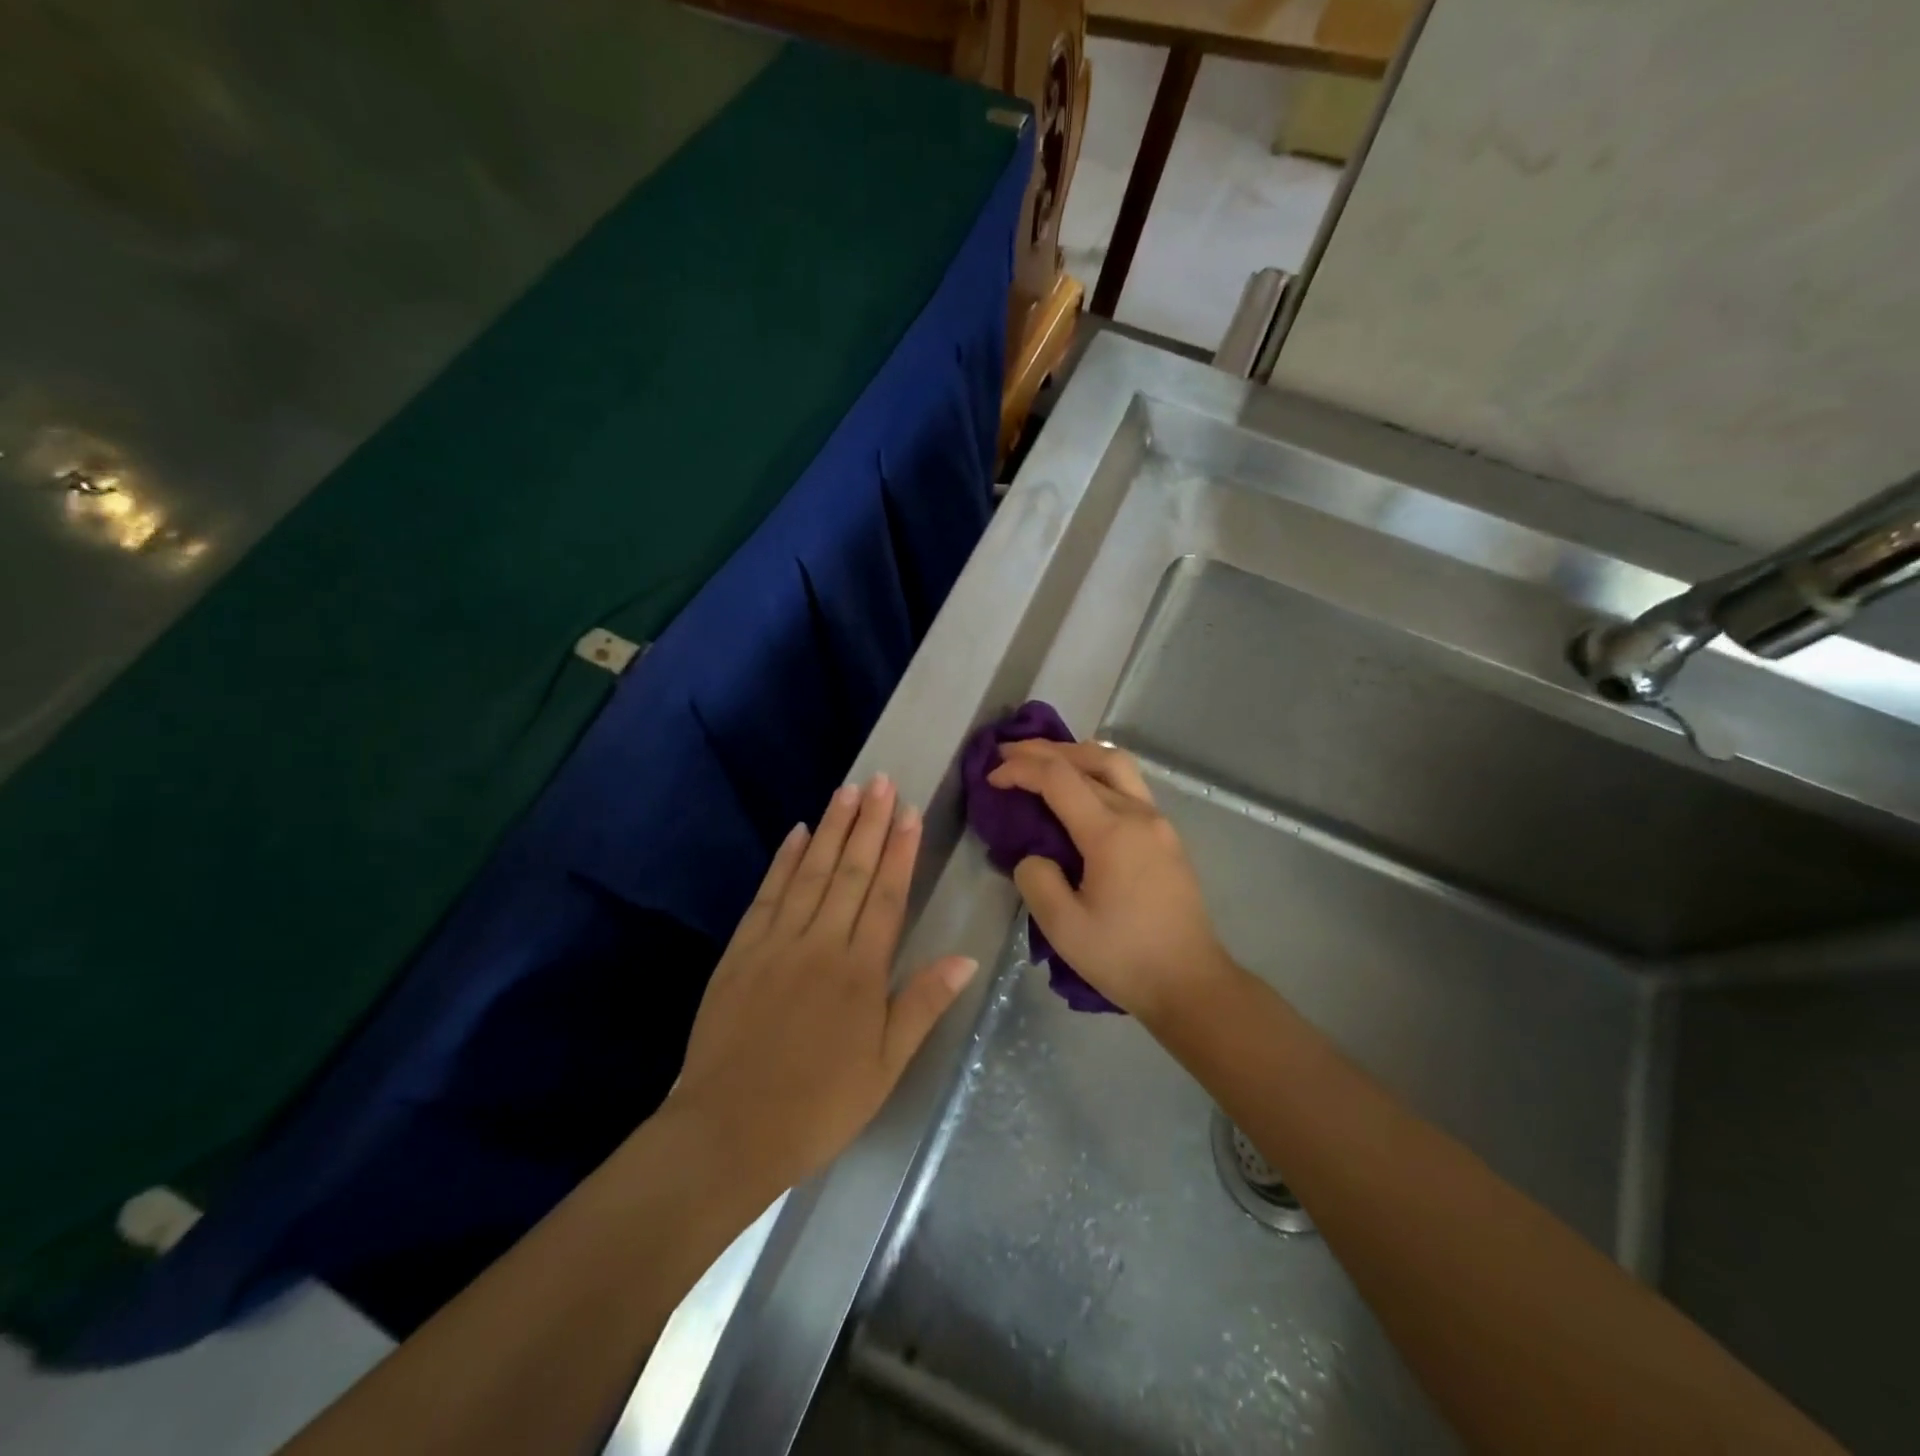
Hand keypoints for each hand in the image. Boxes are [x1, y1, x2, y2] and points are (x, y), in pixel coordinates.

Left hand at [666, 775, 977, 1195]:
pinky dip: (784, 861)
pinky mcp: (741, 951)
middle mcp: (821, 944)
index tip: (910, 812)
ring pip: (811, 873)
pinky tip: (796, 834)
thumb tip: (965, 957)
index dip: (900, 851)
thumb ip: (922, 1005)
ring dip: (831, 829)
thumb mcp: (885, 1067)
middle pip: (851, 872)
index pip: (887, 896)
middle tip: (881, 781)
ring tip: (848, 791)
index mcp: (861, 971)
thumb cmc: (818, 1105)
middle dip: (869, 824)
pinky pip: (767, 895)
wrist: (728, 1132)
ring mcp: (777, 943)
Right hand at [987, 740, 1234, 1024]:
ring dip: (1076, 755)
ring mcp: (1158, 823)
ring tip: (1044, 761)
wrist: (1191, 984)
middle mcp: (1138, 815)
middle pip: (1090, 758)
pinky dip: (1097, 774)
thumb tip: (1034, 856)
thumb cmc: (1125, 958)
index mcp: (1111, 833)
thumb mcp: (1063, 928)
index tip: (991, 777)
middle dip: (1045, 749)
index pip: (1058, 779)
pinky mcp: (1167, 837)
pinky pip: (1129, 786)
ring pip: (1116, 765)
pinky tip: (1080, 791)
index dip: (1020, 769)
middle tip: (1008, 752)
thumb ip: (1036, 880)